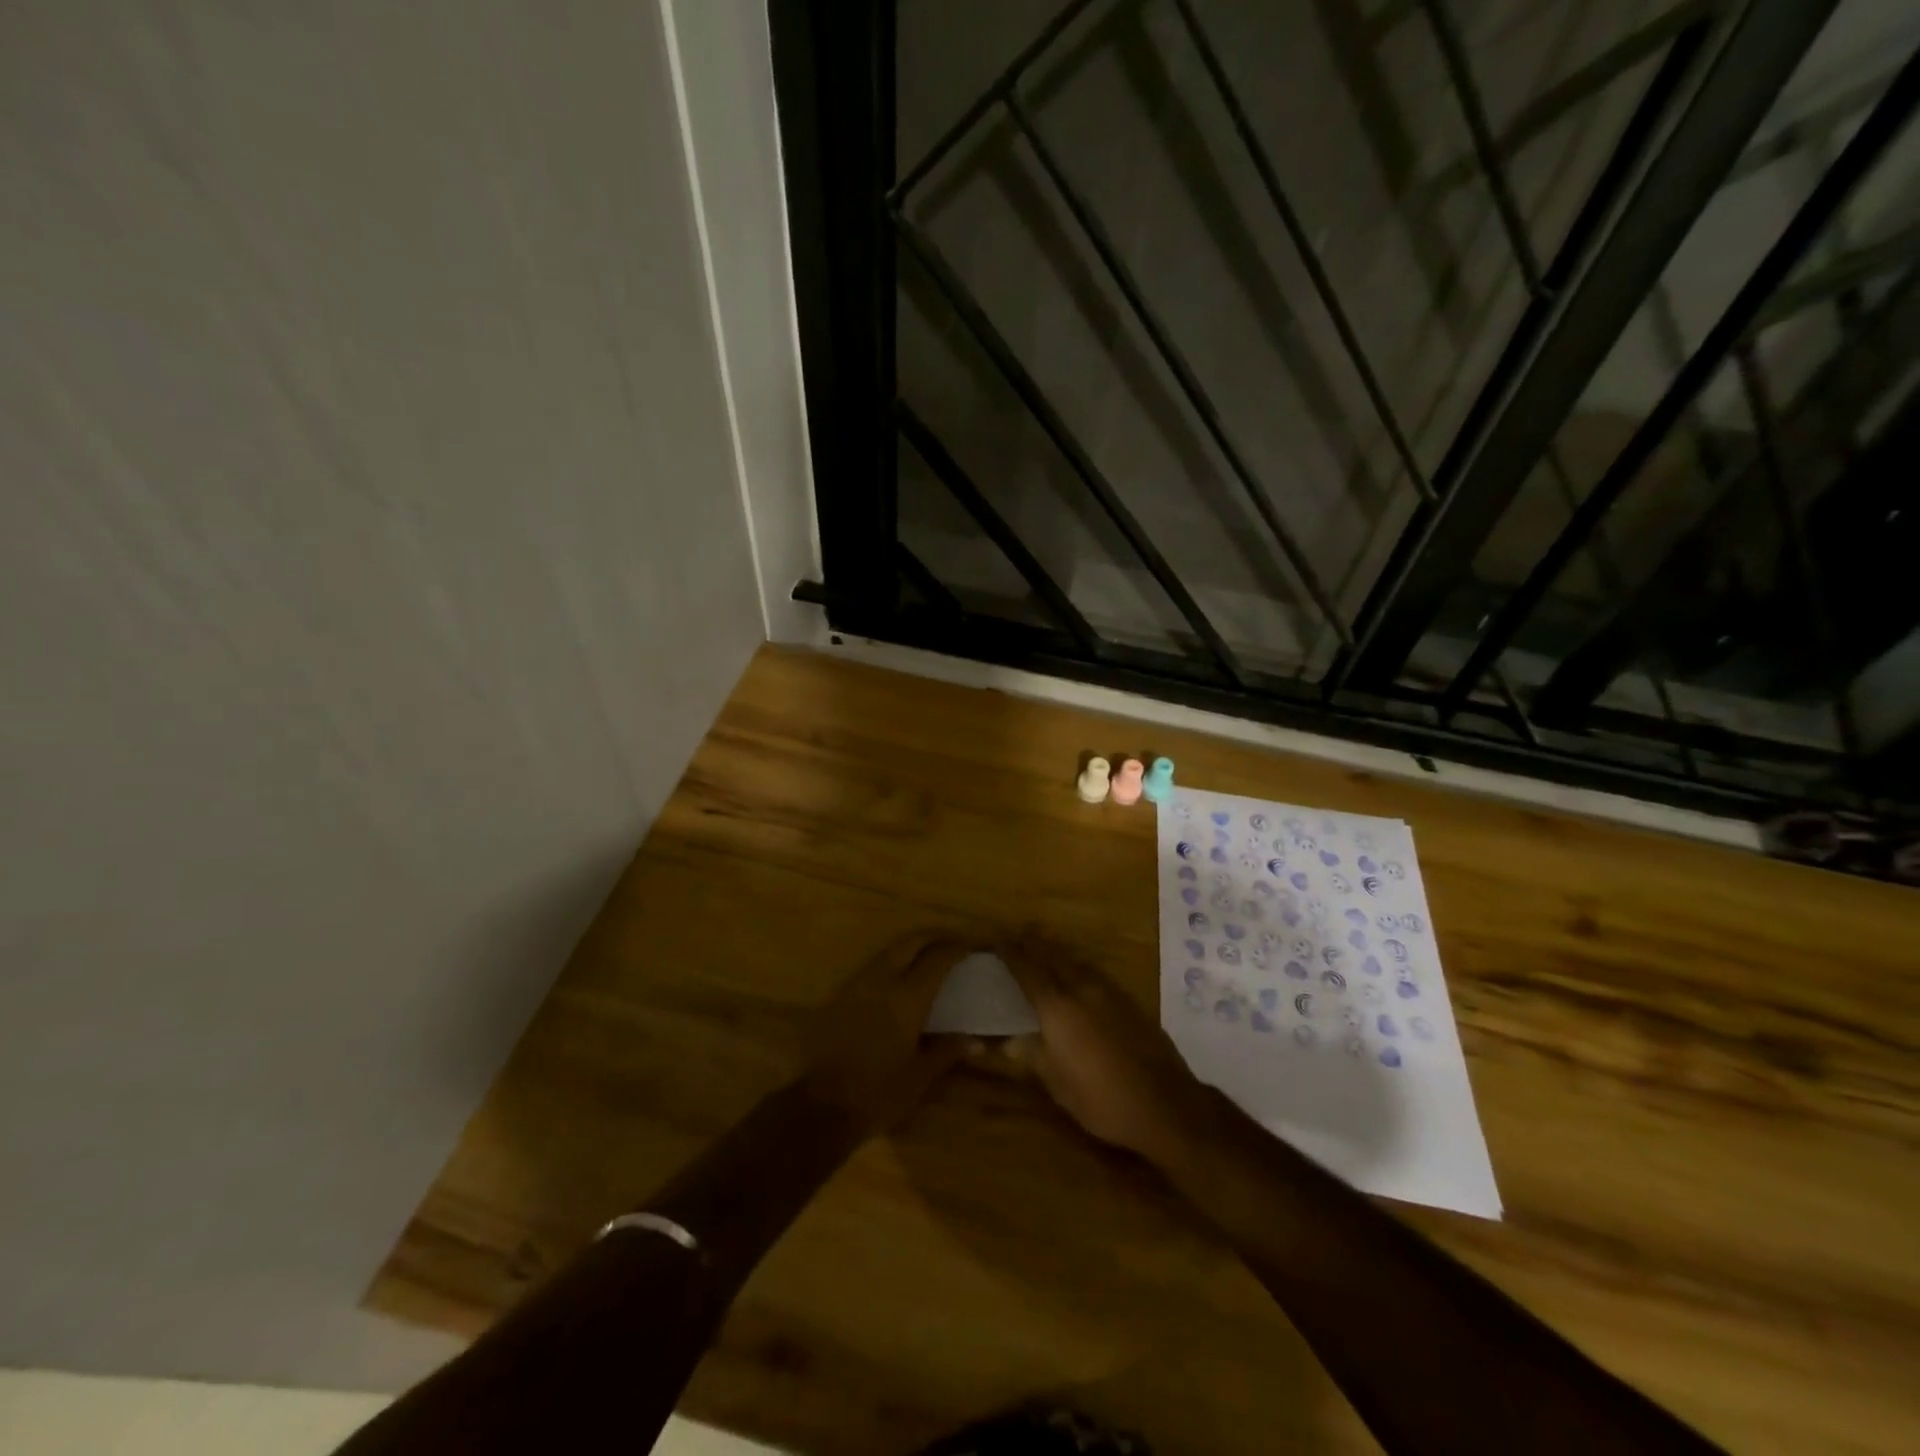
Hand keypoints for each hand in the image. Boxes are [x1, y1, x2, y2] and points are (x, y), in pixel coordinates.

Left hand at [800, 933, 974, 1133]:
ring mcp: (858, 984)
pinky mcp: (841, 994)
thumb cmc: (878, 1093)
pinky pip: (873, 966)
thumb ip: (948, 1050)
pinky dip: (892, 962)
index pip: (937, 959)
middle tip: (952, 945)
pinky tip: (899, 980)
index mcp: (907, 998)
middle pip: (911, 942)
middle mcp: (882, 980)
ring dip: (911, 948)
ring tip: (929, 959)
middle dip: (934, 937)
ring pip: (889, 950)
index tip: (973, 948)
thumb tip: (977, 1041)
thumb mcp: (920, 1076)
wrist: (821, 1107)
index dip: (957, 948)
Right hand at [1001, 934, 1212, 1168]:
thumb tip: (1006, 1041)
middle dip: (1032, 943)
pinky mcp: (1129, 1001)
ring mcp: (1109, 992)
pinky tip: (1077, 975)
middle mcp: (1082, 989)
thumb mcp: (1057, 1084)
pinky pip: (1094, 972)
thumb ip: (1031, 1055)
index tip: (995, 940)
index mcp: (1058, 1007)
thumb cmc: (1102, 1099)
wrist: (1166, 1105)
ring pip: (1076, 960)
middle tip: (1016, 936)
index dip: (1010, 953)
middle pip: (1053, 955)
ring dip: (1056, 951)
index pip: (1027, 969)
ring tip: (1042, 947)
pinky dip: (1077, 966)